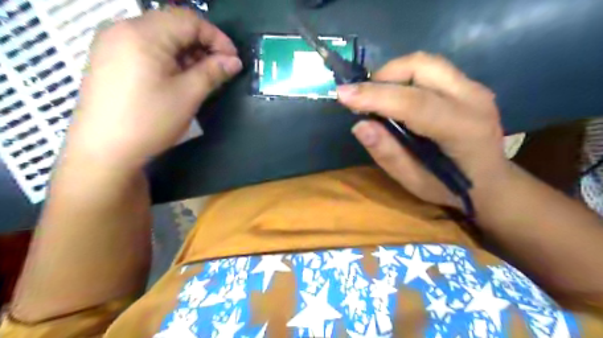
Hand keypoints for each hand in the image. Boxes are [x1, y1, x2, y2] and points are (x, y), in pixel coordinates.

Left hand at [65, 9, 241, 171]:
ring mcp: (113, 44)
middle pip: (174, 26)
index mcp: (143, 34)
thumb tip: (235, 61)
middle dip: (203, 45)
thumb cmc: (150, 120)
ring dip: (187, 54)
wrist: (105, 151)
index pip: (189, 20)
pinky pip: (147, 49)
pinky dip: (170, 59)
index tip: (234, 60)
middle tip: (220, 70)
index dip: (217, 38)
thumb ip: (213, 72)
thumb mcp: (188, 95)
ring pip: (161, 38)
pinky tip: (179, 79)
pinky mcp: (110, 60)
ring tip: (202, 77)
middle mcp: (123, 29)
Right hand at [337, 51, 510, 209]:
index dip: (375, 96)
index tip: (342, 95)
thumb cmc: (451, 188)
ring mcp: (474, 87)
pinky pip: (429, 70)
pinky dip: (404, 78)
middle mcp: (473, 98)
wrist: (492, 182)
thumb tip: (360, 125)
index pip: (414, 102)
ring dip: (392, 74)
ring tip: (377, 98)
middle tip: (363, 99)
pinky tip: (395, 97)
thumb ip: (388, 154)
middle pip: (421, 66)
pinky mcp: (468, 85)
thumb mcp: (414, 182)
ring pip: (424, 63)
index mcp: (463, 129)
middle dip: (383, 77)